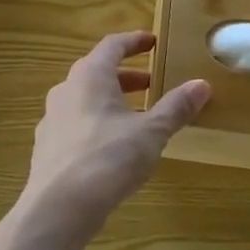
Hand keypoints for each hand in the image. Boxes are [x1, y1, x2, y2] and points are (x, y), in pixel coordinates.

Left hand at [25, 31, 210, 228]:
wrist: (58, 208)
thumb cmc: (108, 158)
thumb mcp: (151, 132)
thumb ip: (175, 107)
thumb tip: (201, 85)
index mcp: (90, 76)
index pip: (112, 45)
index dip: (134, 41)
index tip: (153, 41)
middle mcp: (66, 90)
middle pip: (97, 72)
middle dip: (127, 76)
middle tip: (152, 83)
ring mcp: (52, 119)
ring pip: (85, 99)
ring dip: (111, 101)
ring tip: (137, 117)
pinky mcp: (47, 148)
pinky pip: (75, 124)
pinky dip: (97, 124)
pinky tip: (112, 147)